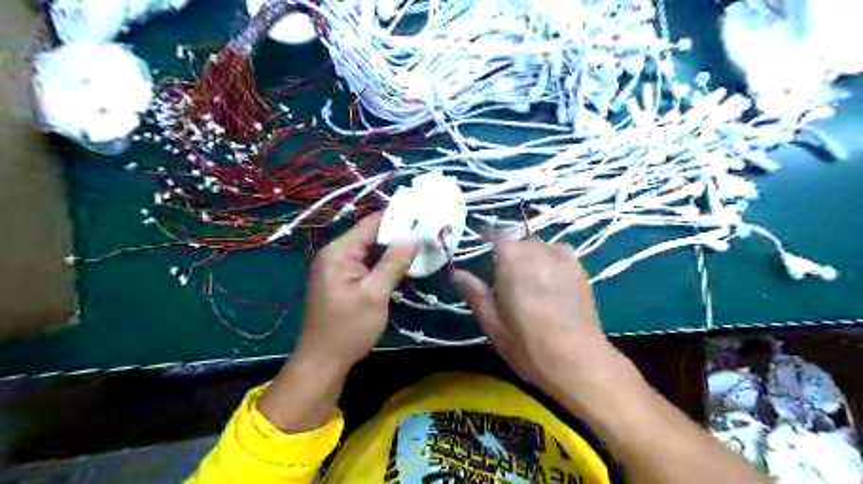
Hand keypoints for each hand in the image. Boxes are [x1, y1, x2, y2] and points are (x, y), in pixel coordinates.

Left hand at [295, 211, 420, 370]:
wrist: (323, 362)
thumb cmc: (348, 328)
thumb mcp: (375, 293)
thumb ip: (394, 262)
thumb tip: (414, 235)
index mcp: (339, 252)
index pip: (371, 224)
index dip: (398, 218)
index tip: (424, 216)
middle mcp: (336, 255)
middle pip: (371, 237)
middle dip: (398, 235)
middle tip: (428, 233)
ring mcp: (338, 269)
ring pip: (371, 252)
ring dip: (393, 251)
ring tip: (422, 246)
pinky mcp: (343, 282)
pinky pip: (367, 266)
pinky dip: (385, 265)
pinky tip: (405, 266)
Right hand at [455, 238, 608, 393]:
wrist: (578, 362)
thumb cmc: (529, 348)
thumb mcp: (494, 326)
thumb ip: (476, 295)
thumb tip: (457, 273)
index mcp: (513, 266)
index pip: (498, 237)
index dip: (488, 239)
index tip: (481, 247)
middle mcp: (538, 255)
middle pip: (519, 239)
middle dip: (508, 249)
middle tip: (502, 271)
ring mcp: (562, 261)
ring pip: (539, 244)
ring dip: (528, 252)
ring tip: (526, 274)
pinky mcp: (579, 270)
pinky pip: (559, 250)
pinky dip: (549, 255)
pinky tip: (548, 273)